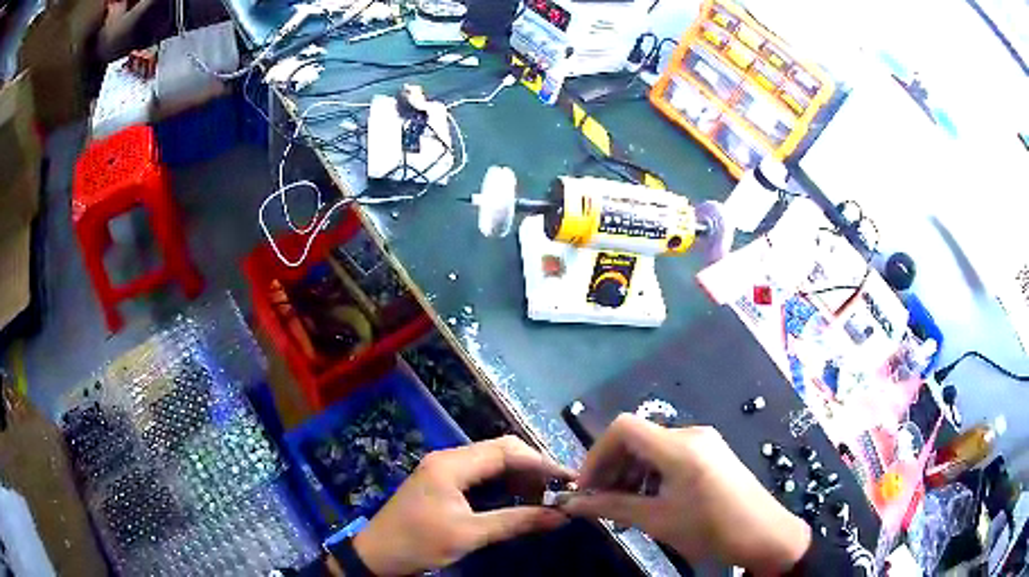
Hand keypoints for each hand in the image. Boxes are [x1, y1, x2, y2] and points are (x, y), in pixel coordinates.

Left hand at [351, 436, 572, 575]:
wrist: (377, 555)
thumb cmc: (420, 543)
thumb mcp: (470, 535)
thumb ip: (516, 521)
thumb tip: (562, 516)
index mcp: (451, 464)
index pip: (506, 451)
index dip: (541, 462)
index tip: (569, 478)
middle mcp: (448, 458)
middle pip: (500, 451)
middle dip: (532, 467)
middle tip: (559, 488)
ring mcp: (443, 469)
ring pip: (491, 462)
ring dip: (519, 476)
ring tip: (543, 496)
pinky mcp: (442, 482)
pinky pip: (480, 475)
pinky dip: (503, 484)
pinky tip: (518, 498)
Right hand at [561, 415, 810, 574]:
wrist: (764, 534)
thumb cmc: (710, 528)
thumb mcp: (657, 521)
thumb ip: (612, 507)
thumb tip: (573, 504)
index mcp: (678, 446)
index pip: (623, 428)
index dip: (597, 454)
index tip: (587, 487)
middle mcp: (691, 434)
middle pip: (637, 438)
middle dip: (612, 467)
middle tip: (600, 501)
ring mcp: (705, 441)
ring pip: (654, 447)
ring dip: (631, 472)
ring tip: (624, 505)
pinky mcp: (713, 453)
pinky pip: (672, 454)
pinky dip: (652, 473)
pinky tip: (651, 499)